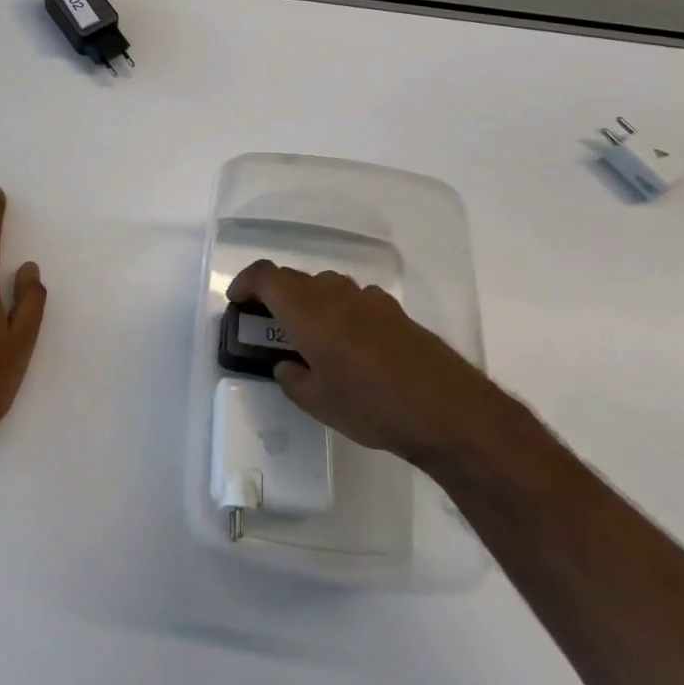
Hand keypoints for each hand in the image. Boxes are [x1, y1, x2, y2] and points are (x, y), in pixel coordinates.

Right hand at [227, 259, 484, 466]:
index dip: (246, 283)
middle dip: (276, 295)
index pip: (265, 275)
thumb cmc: (370, 405)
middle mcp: (333, 293)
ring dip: (310, 302)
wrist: (446, 409)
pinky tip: (353, 344)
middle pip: (294, 279)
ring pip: (326, 287)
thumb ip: (293, 378)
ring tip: (312, 337)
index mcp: (305, 309)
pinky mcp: (394, 311)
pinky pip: (355, 300)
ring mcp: (367, 298)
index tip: (238, 302)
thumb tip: (288, 364)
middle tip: (270, 325)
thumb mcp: (317, 402)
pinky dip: (342, 311)